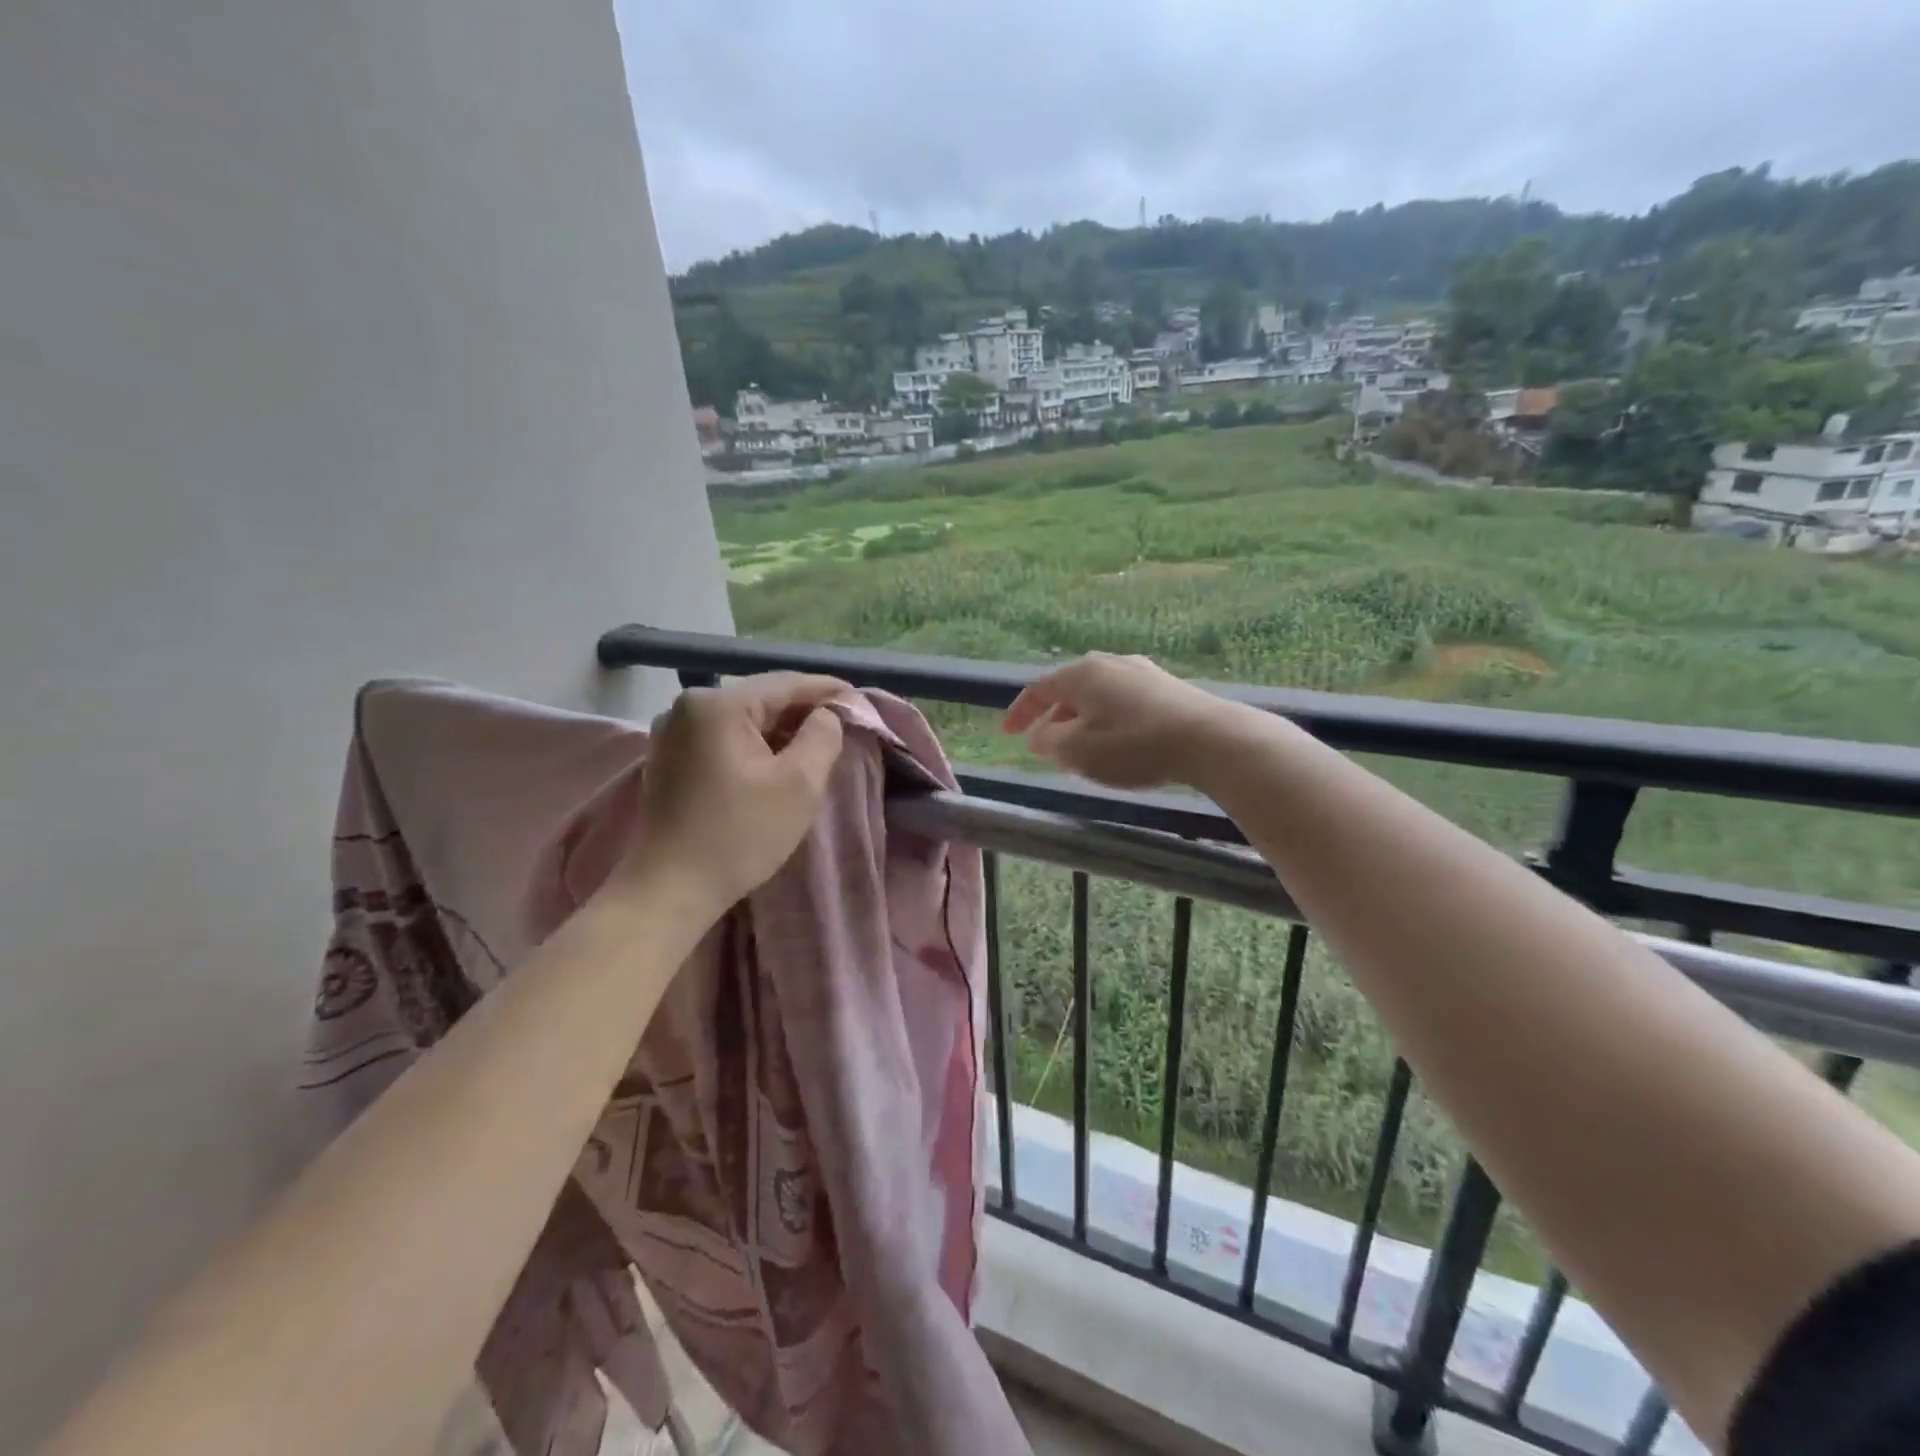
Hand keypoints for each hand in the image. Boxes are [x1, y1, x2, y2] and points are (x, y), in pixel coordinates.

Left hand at [620, 673, 848, 913]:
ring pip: (742, 719)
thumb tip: (825, 716)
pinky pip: (723, 737)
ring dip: (779, 730)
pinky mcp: (668, 757)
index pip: (786, 683)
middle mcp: (688, 706)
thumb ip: (823, 736)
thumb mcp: (800, 784)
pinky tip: (775, 761)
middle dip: (803, 711)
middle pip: (761, 698)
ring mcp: (672, 731)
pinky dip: (753, 744)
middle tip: (842, 725)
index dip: (827, 690)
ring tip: (814, 744)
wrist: (670, 889)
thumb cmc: (740, 834)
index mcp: (719, 704)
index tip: (858, 699)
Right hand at [1001, 653, 1233, 788]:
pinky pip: (1122, 701)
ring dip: (1081, 721)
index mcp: (1082, 674)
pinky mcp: (1166, 688)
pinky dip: (1107, 720)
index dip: (1020, 712)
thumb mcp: (1079, 751)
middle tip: (1045, 746)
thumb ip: (1051, 742)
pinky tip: (1116, 743)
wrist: (1210, 740)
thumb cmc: (1134, 745)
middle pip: (1069, 690)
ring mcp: (1141, 672)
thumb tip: (1040, 735)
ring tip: (1080, 750)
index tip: (1007, 733)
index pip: (1039, 689)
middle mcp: (1109, 664)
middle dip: (1053, 719)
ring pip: (1097, 696)